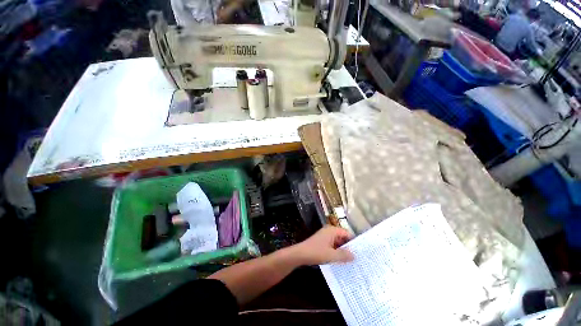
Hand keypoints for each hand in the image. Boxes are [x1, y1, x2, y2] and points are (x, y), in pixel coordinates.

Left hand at [291, 226, 353, 264]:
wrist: (300, 254)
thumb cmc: (316, 252)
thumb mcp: (331, 255)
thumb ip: (344, 255)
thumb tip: (355, 256)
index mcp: (332, 230)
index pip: (347, 234)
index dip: (354, 242)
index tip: (362, 251)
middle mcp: (329, 231)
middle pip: (343, 238)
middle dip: (349, 247)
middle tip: (359, 258)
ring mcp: (325, 236)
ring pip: (338, 243)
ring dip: (343, 250)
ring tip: (353, 261)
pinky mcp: (322, 242)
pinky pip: (333, 245)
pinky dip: (337, 251)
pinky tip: (342, 261)